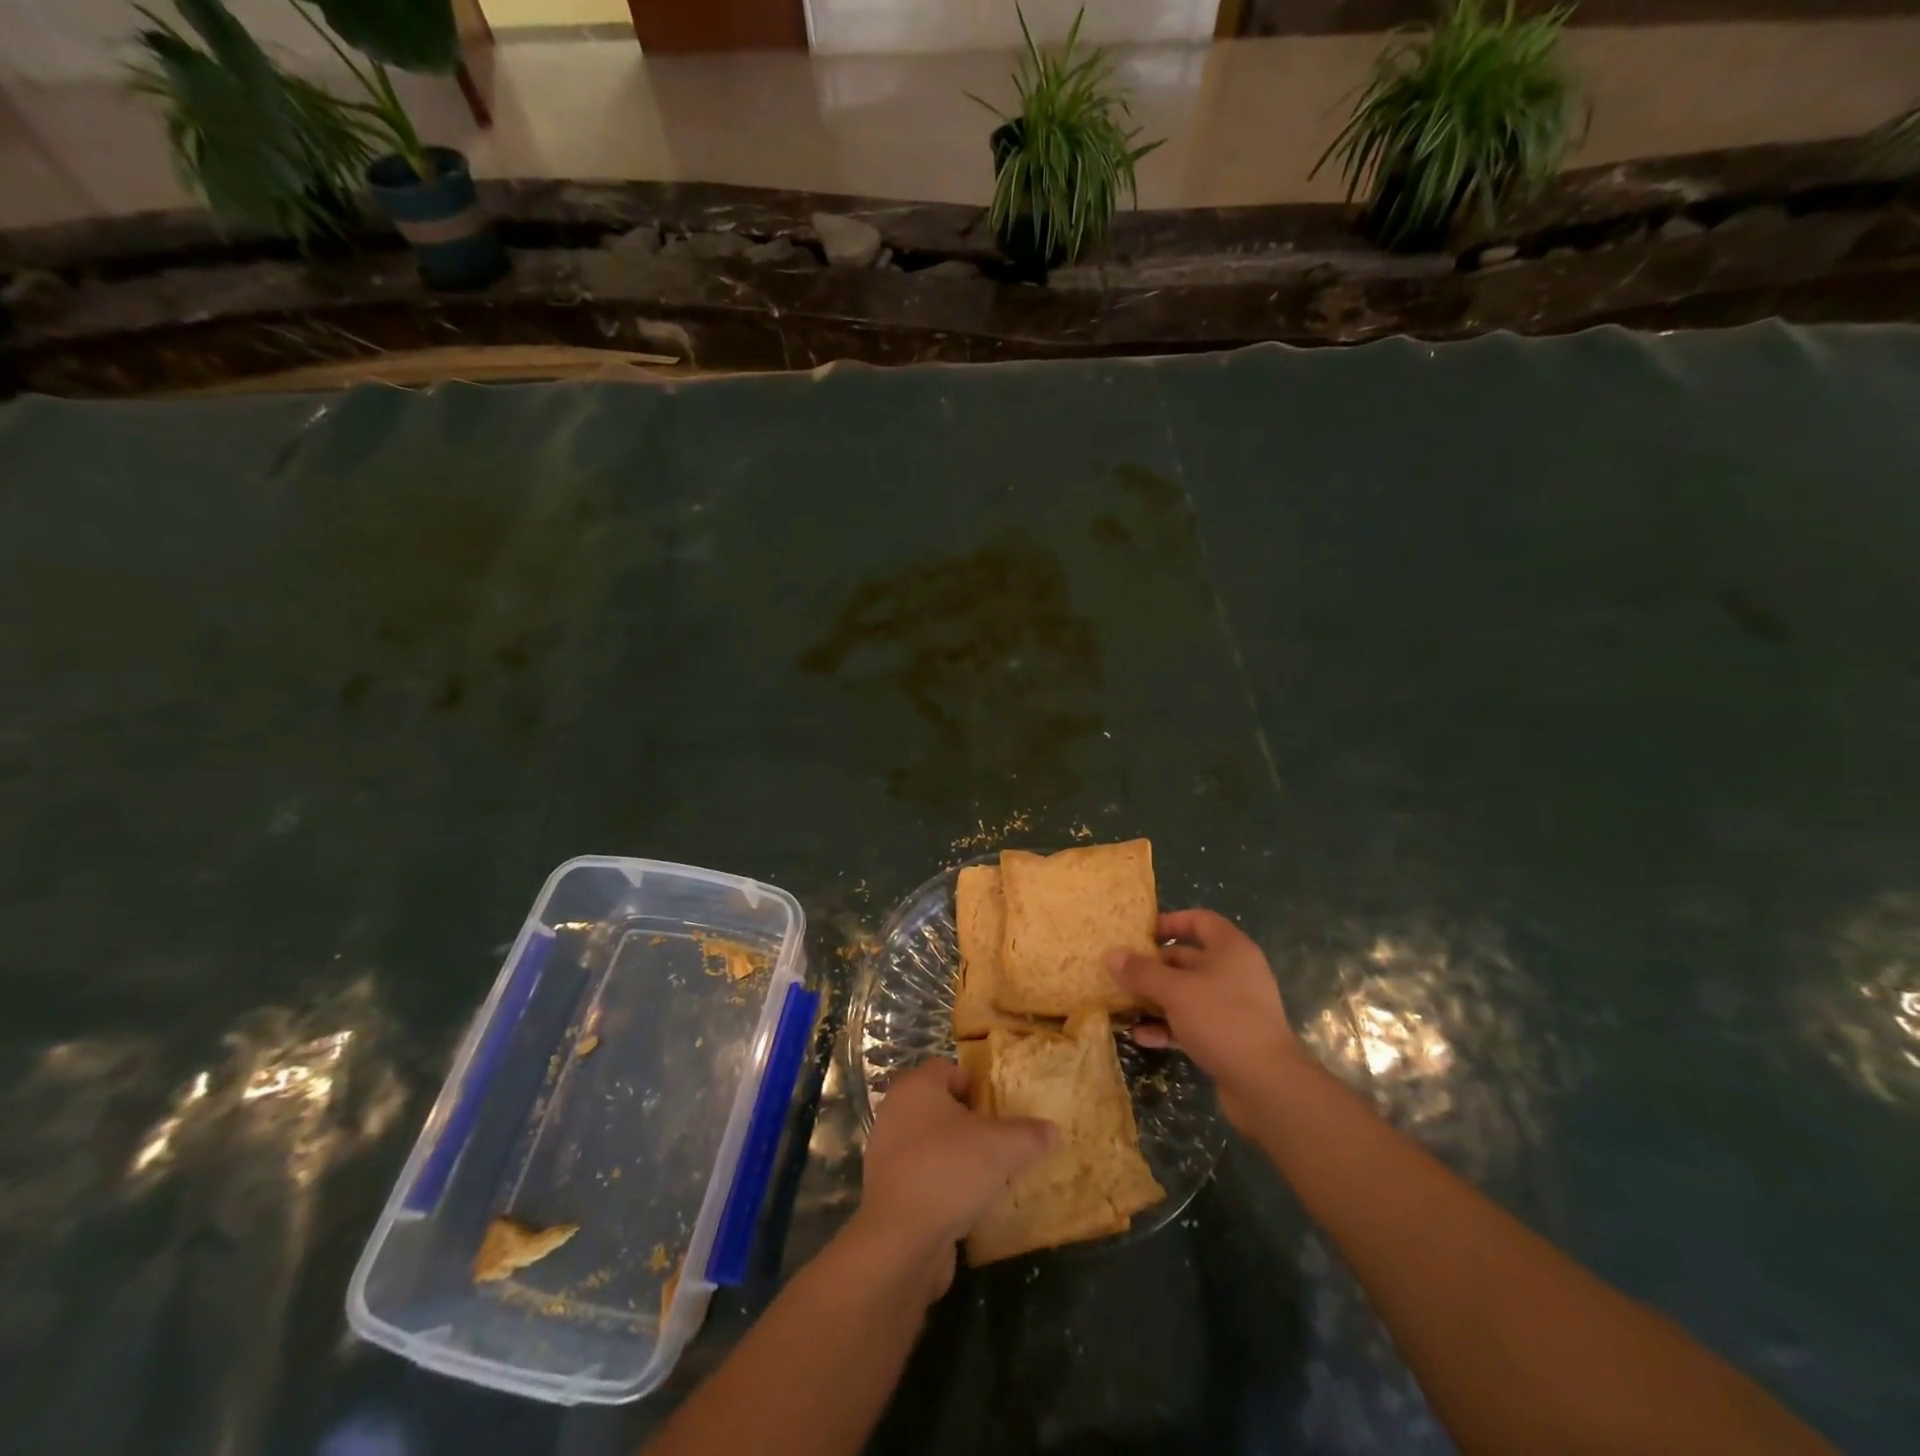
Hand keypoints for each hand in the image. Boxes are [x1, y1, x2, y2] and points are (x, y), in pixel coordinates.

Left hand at [856, 1059, 1057, 1301]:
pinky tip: (967, 1203)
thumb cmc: (949, 1170)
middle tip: (998, 1139)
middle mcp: (895, 1112)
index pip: (947, 1069)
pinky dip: (943, 1183)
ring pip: (930, 1142)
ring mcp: (887, 1153)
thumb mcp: (1001, 1147)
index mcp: (916, 1087)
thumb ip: (1029, 1134)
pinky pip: (922, 1175)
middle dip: (968, 1121)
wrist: (901, 1239)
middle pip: (939, 1106)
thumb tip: (1053, 1131)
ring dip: (956, 1154)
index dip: (974, 1084)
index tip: (998, 1107)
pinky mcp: (888, 1190)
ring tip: (988, 1174)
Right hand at [1108, 909, 1296, 1128]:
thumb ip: (1142, 972)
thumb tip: (1112, 955)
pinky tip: (1142, 1037)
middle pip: (1188, 959)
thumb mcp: (1175, 991)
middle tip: (1121, 973)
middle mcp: (1234, 973)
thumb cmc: (1222, 1021)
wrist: (1268, 1086)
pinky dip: (1167, 1026)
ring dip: (1156, 999)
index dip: (1171, 922)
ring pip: (1186, 994)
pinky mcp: (1227, 1038)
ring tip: (1123, 1005)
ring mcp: (1232, 1007)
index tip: (1140, 933)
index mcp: (1230, 950)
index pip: (1200, 920)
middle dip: (1153, 966)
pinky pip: (1191, 1023)